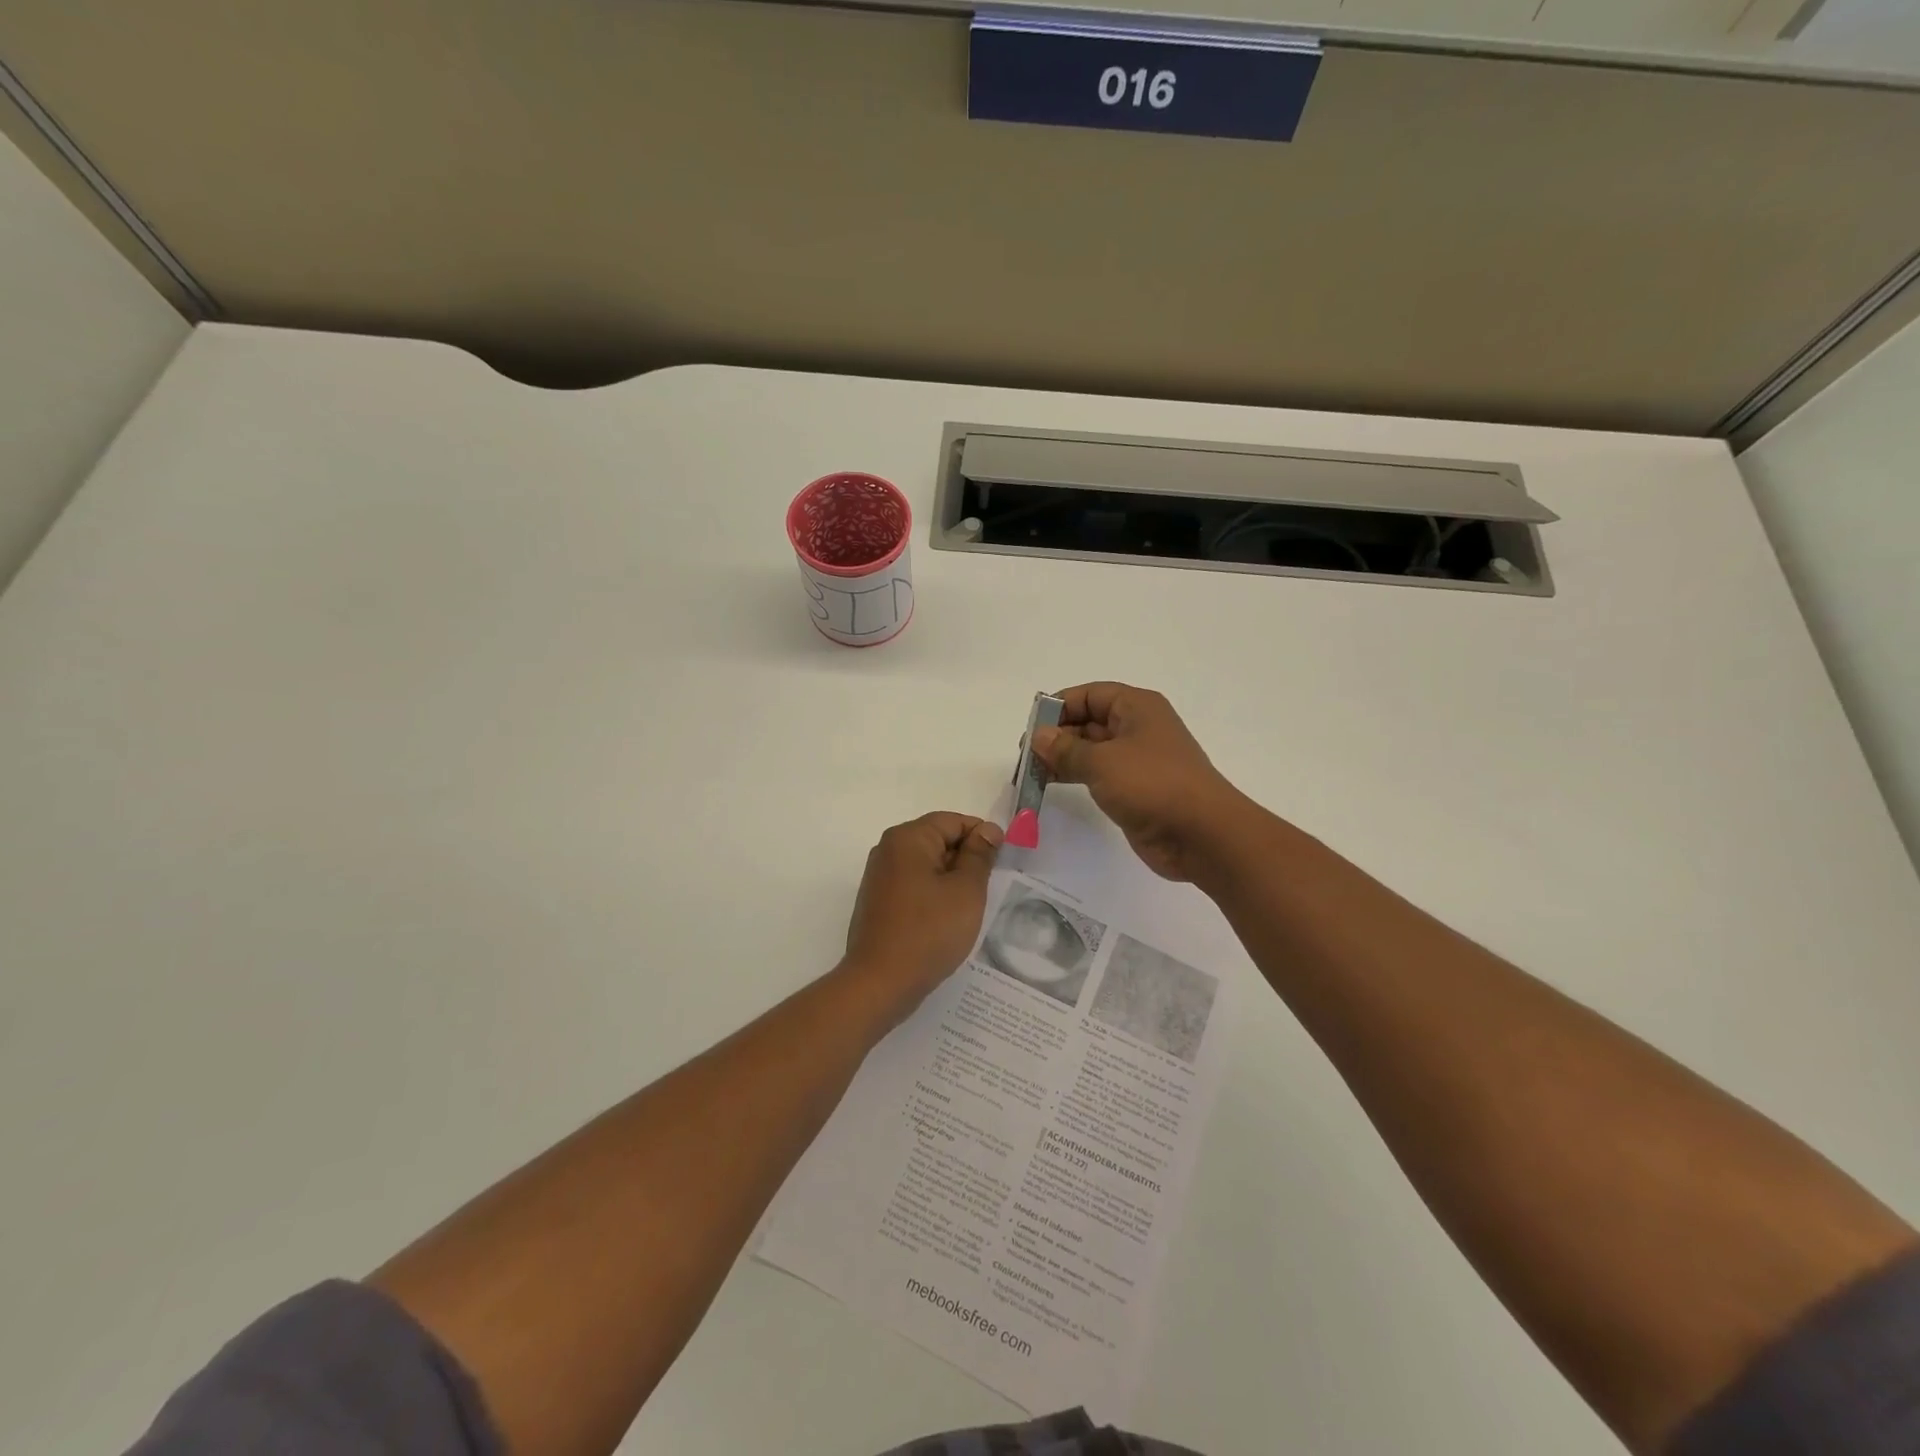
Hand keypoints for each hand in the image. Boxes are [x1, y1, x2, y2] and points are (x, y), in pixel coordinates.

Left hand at [843, 813, 1002, 1012]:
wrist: (879, 983)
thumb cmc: (928, 932)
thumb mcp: (966, 890)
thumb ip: (979, 855)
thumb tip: (987, 830)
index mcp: (908, 838)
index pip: (953, 821)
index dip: (982, 837)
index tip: (1002, 862)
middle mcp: (888, 850)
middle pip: (938, 840)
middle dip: (966, 860)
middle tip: (989, 889)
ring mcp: (879, 877)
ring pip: (926, 866)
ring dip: (951, 880)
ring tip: (970, 908)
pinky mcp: (878, 903)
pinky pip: (913, 886)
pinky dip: (933, 896)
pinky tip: (946, 922)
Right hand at [1031, 683, 1245, 881]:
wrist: (1202, 834)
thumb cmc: (1152, 784)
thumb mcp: (1102, 762)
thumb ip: (1066, 749)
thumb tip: (1040, 736)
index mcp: (1137, 707)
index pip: (1090, 694)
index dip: (1060, 706)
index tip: (1032, 726)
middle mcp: (1138, 728)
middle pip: (1089, 721)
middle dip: (1057, 735)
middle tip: (1026, 755)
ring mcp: (1138, 760)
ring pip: (1092, 750)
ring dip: (1063, 758)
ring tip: (1032, 772)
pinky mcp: (1136, 789)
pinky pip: (1099, 774)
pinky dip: (1076, 776)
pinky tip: (1053, 784)